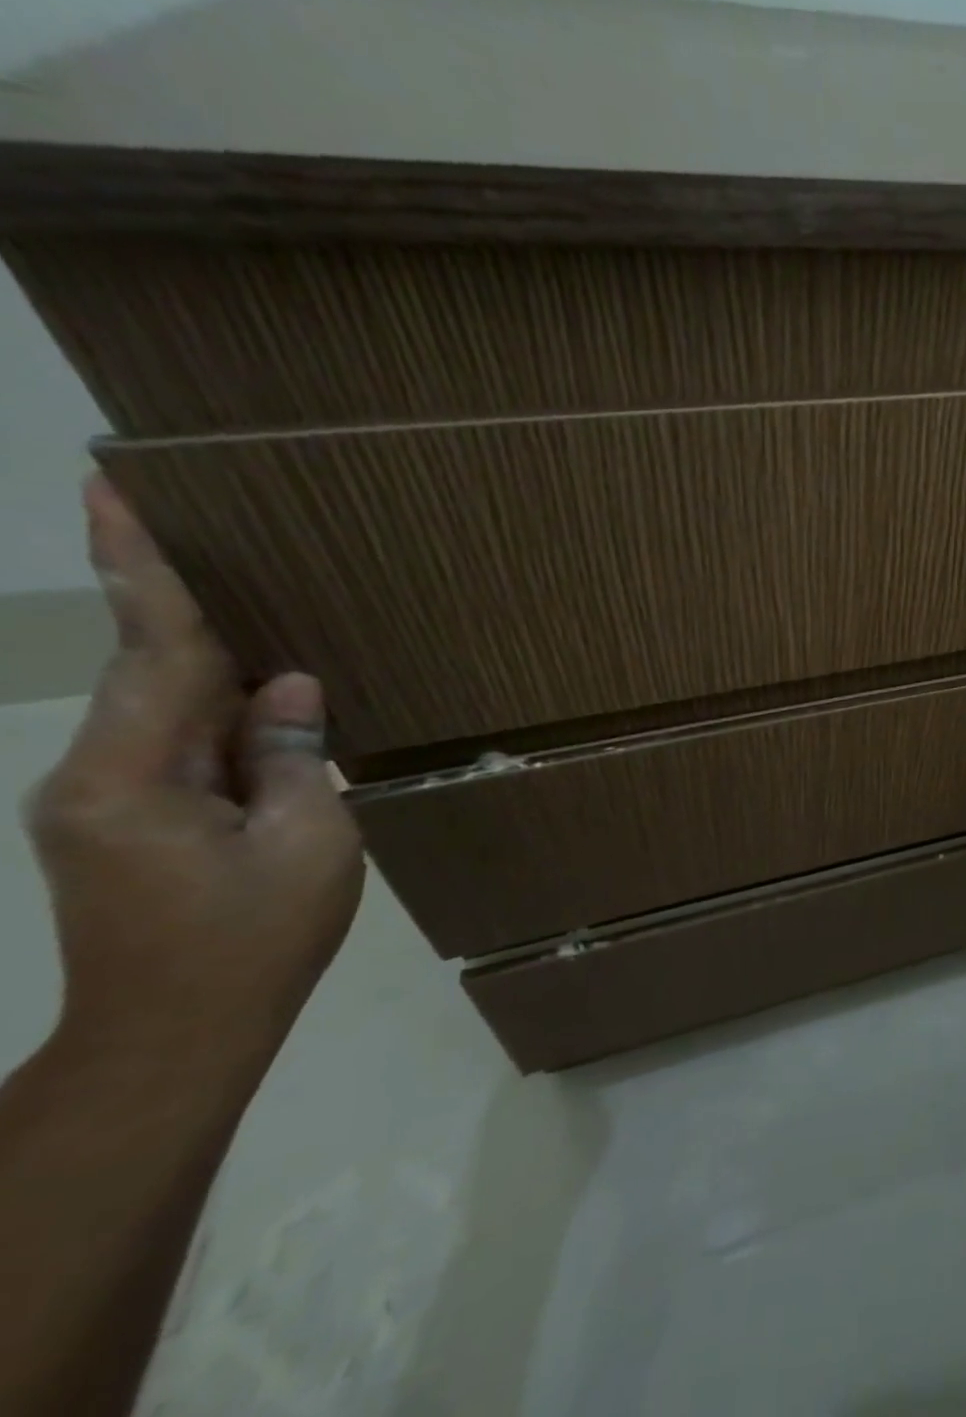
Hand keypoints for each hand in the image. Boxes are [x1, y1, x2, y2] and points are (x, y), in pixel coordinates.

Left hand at [25, 477, 364, 1054]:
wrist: (173, 1037)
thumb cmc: (252, 940)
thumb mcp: (308, 842)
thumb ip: (293, 757)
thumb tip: (288, 687)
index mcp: (132, 779)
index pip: (153, 653)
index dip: (142, 571)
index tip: (109, 493)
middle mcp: (94, 777)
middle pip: (151, 671)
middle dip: (176, 602)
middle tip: (206, 532)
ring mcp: (103, 801)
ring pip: (167, 707)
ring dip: (209, 661)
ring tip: (258, 613)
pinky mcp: (124, 822)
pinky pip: (177, 742)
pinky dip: (217, 710)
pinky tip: (261, 699)